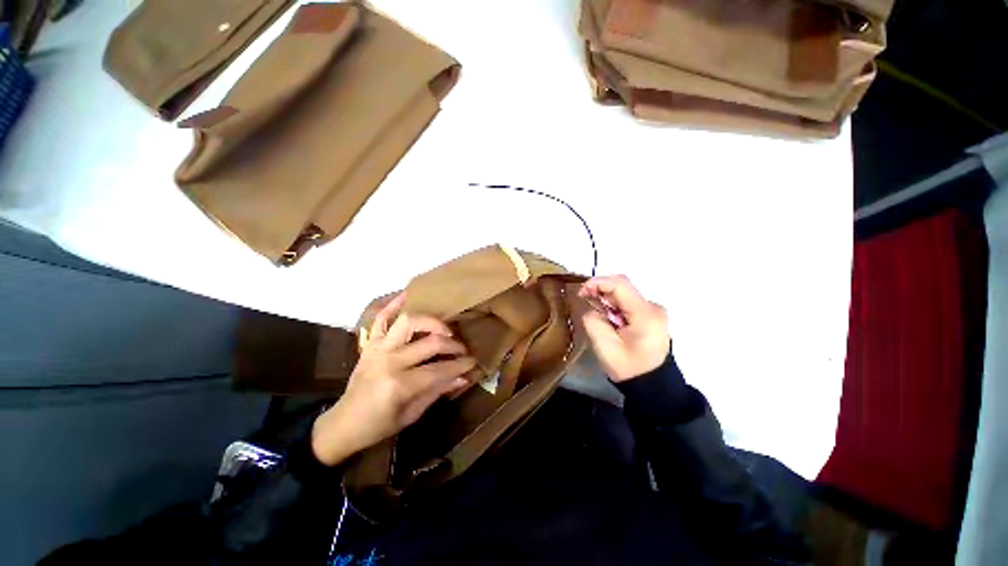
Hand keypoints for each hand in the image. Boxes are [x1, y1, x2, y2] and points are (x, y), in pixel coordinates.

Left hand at [311, 293, 475, 465]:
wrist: (343, 423)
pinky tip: (408, 294)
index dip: (460, 365)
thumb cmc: (378, 425)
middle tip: (462, 349)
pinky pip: (381, 318)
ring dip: (431, 322)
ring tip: (444, 330)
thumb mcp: (412, 414)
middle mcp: (389, 361)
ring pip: (409, 322)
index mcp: (399, 385)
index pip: (439, 369)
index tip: (473, 362)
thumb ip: (438, 391)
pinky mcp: (370, 343)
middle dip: (453, 345)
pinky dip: (393, 304)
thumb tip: (463, 377)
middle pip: (430, 343)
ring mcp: (378, 348)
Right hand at [578, 275, 670, 382]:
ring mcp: (653, 311)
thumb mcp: (604, 346)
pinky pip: (628, 302)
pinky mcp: (650, 316)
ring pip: (624, 294)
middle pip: (623, 287)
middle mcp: (653, 307)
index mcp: (645, 314)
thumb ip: (593, 321)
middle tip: (585, 301)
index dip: (597, 282)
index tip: (581, 292)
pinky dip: (614, 306)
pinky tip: (608, 318)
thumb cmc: (629, 368)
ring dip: (606, 299)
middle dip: (601, 290)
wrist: (652, 386)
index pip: (620, 285)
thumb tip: (591, 307)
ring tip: (597, 314)